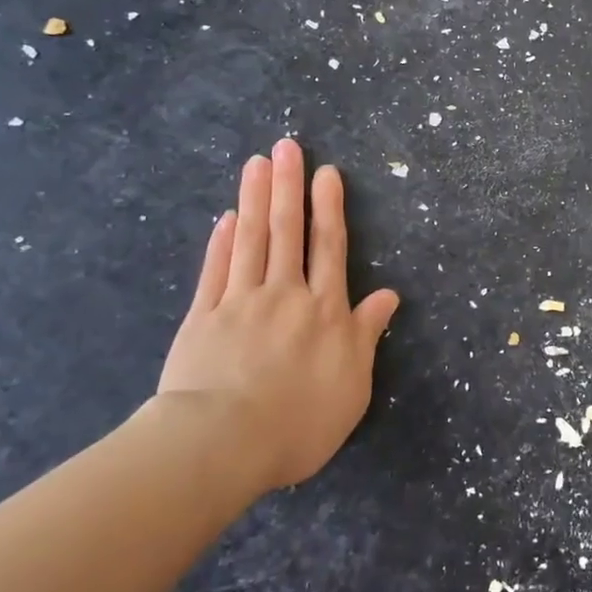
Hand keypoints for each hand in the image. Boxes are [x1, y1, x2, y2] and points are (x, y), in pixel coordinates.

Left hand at [157, 139, 399, 493]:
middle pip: (288, 231)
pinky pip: (215, 271)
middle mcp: (285, 295)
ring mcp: (240, 302)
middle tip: (287, 147)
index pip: (329, 248)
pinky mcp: (203, 318)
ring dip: (255, 199)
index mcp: (325, 311)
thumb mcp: (353, 385)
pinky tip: (225, 218)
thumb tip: (389, 295)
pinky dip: (221, 242)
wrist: (223, 444)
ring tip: (257, 163)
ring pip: (251, 240)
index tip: (326, 173)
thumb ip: (367, 334)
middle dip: (290, 187)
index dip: (329, 208)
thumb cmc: (299, 421)